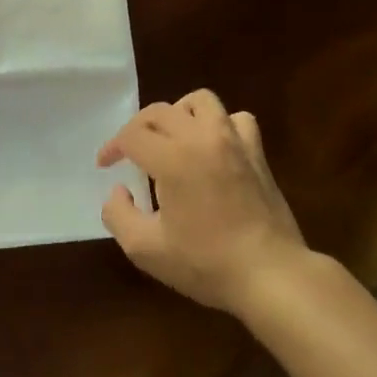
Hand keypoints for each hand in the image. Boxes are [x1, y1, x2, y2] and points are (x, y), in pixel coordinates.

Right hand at [98, 89, 307, 314]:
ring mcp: (233, 140)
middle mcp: (201, 137)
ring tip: (171, 138)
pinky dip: (219, 125)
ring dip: (178, 114)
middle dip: (137, 128)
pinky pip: (236, 119)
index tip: (105, 165)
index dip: (113, 147)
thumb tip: (119, 189)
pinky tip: (212, 147)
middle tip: (129, 153)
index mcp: (172, 158)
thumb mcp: (146, 249)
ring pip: (200, 102)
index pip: (132, 135)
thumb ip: (119, 215)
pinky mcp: (256, 152)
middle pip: (160, 111)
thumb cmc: (206, 263)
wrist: (271, 274)